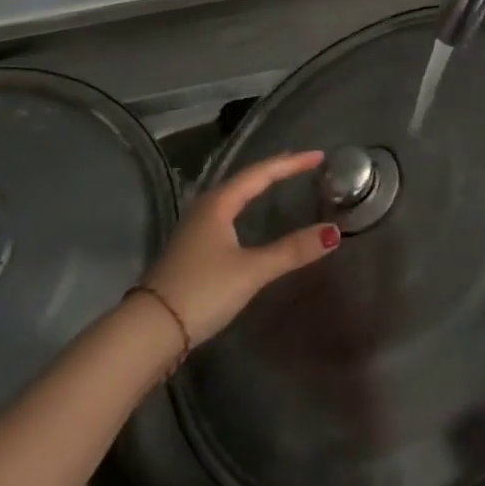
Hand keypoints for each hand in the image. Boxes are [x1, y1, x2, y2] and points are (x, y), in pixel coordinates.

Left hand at [143, 150, 340, 345]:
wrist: (151, 329)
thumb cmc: (203, 290)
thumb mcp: (251, 270)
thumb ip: (291, 251)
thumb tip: (333, 232)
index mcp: (218, 202)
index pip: (260, 173)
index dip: (290, 163)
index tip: (318, 156)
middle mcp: (205, 206)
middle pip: (245, 180)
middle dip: (275, 170)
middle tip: (303, 164)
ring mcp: (196, 227)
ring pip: (234, 196)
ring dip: (258, 187)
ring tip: (281, 181)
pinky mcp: (192, 248)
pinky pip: (227, 214)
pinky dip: (247, 207)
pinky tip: (250, 217)